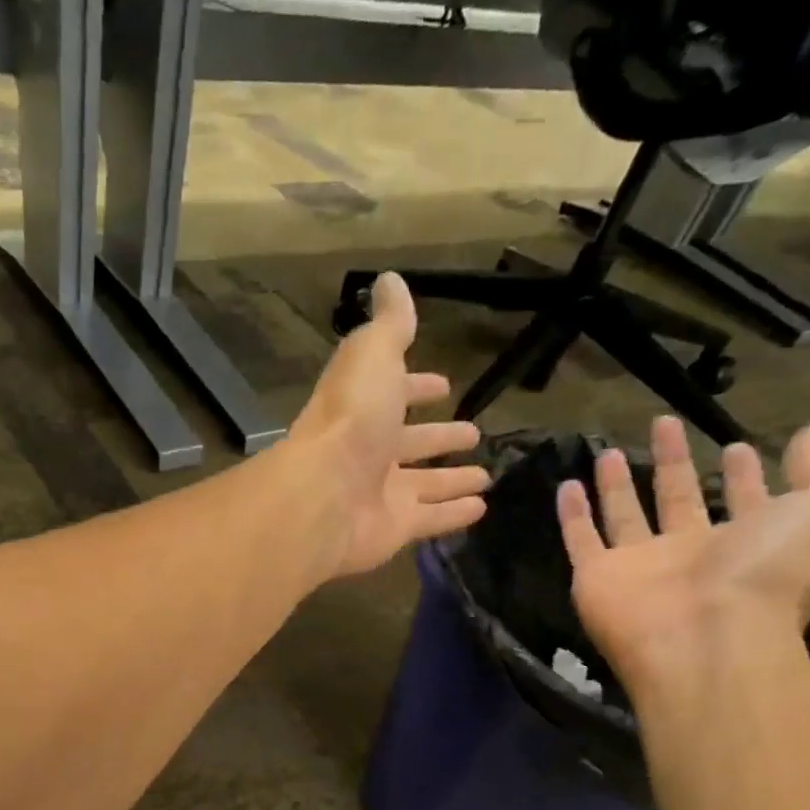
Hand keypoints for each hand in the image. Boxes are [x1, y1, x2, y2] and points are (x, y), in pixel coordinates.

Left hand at [284, 272, 487, 578]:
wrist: (322, 496)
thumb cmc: (349, 420)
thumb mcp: (371, 356)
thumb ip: (388, 325)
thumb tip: (390, 281)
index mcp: (362, 409)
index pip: (394, 393)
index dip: (417, 388)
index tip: (442, 386)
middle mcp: (369, 452)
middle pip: (411, 444)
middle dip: (439, 437)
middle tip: (473, 433)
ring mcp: (381, 494)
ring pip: (424, 485)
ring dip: (452, 479)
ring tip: (486, 476)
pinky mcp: (395, 529)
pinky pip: (432, 519)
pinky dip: (455, 514)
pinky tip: (481, 508)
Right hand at [558, 416, 809, 689]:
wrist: (704, 638)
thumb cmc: (769, 572)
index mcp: (749, 541)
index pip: (745, 500)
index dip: (742, 474)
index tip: (736, 445)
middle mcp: (692, 553)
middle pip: (679, 500)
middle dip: (675, 463)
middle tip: (664, 424)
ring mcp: (640, 566)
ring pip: (625, 516)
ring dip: (618, 485)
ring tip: (611, 451)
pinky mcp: (596, 576)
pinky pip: (580, 539)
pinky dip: (571, 515)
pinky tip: (566, 486)